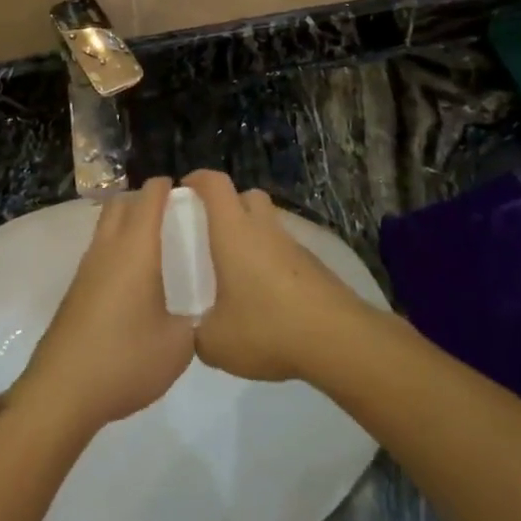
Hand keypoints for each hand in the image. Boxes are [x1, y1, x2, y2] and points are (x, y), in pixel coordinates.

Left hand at [17, 179, 194, 435]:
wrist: (62, 393)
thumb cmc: (125, 360)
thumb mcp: (178, 346)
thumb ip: (193, 321)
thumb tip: (195, 314)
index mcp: (136, 249)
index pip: (149, 198)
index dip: (166, 186)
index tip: (188, 191)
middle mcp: (108, 249)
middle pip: (120, 204)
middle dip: (144, 200)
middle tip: (173, 216)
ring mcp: (86, 271)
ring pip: (106, 228)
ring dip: (127, 225)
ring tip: (158, 248)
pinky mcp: (75, 293)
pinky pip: (99, 255)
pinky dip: (117, 252)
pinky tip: (134, 282)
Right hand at [182, 171, 368, 383]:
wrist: (336, 338)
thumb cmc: (267, 327)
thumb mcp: (214, 342)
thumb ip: (197, 332)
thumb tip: (197, 330)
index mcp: (234, 232)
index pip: (215, 184)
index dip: (198, 179)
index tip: (183, 190)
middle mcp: (265, 228)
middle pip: (247, 196)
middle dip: (228, 206)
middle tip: (210, 234)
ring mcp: (294, 245)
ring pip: (268, 224)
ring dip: (252, 236)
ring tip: (236, 272)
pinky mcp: (314, 265)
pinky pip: (285, 250)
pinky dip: (271, 261)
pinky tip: (265, 296)